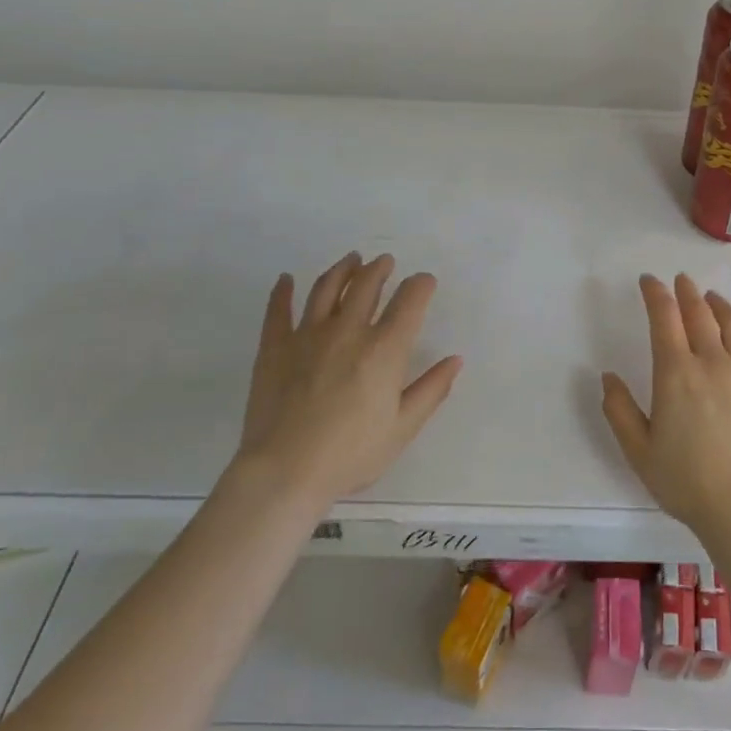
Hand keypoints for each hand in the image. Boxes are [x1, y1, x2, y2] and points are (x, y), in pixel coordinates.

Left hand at [237, 253, 461, 506]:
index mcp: (385, 348)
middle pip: (366, 284)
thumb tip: (455, 360)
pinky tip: (285, 279)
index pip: (410, 300)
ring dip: (342, 269)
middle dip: (380, 268)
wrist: (285, 471)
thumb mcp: (403, 428)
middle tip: (385, 261)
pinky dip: (282, 291)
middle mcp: (349, 330)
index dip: (421, 285)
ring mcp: (308, 334)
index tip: (424, 282)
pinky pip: (278, 310)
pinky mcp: (275, 346)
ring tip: (352, 259)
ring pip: (327, 288)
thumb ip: (431, 390)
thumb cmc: (351, 453)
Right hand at [601, 273, 730, 543]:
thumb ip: (619, 409)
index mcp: (675, 373)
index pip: (664, 318)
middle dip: (687, 292)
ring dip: (721, 306)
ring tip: (712, 299)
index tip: (649, 281)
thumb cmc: (683, 480)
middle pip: (700, 314)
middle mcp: (712, 363)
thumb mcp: (637, 449)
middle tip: (681, 280)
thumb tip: (608, 376)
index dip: (655, 294)